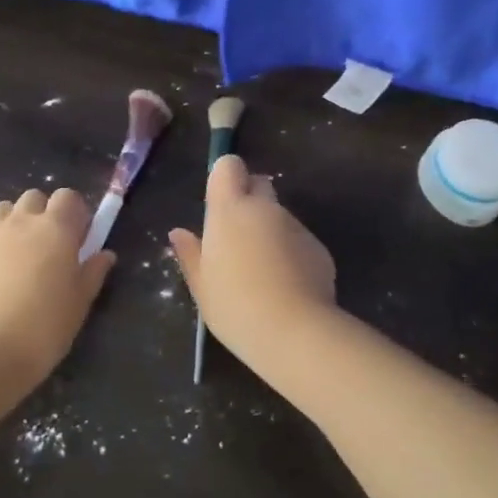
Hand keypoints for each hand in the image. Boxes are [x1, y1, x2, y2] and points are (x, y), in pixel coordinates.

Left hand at [0, 188, 116, 379]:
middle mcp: (19, 223)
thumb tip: (104, 255)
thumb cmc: (45, 327)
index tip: (78, 237)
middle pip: (33, 198)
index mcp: (55, 229)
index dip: (74, 213)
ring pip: (1, 212)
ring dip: (12, 225)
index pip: (68, 197)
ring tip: (16, 258)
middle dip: (42, 214)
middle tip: (47, 247)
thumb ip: (93, 272)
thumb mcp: (80, 302)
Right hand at [169, 155, 336, 373]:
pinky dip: (291, 253)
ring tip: (263, 272)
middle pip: (259, 184)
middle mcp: (265, 208)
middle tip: (238, 238)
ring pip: (280, 216)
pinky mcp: (318, 247)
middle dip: (250, 201)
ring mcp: (295, 226)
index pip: (228, 166)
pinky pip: (299, 240)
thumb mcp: (202, 285)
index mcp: (229, 210)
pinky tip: (286, 286)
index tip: (219, 203)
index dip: (225, 177)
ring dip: (270, 231)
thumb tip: (178, 233)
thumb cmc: (235, 306)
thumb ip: (190, 254)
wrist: (294, 331)